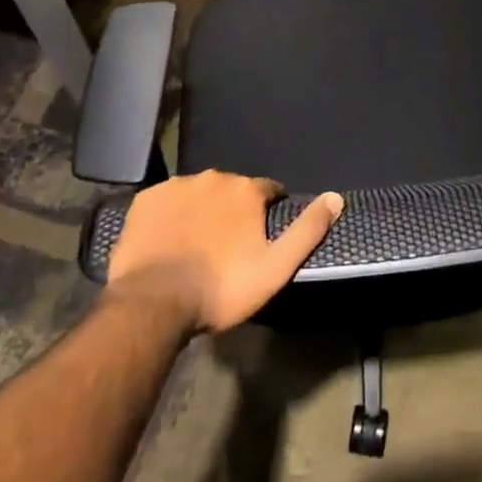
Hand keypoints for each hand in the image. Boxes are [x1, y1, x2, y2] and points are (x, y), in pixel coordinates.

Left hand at [106, 171, 343, 334]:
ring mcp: (175, 186)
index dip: (268, 212)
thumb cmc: (221, 288)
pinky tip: (168, 241)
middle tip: (227, 247)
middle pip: (232, 190)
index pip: (268, 191)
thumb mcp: (275, 267)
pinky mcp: (145, 200)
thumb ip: (308, 230)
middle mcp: (213, 178)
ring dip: (202, 211)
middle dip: (233, 211)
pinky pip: (165, 202)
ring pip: (198, 194)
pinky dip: (170, 216)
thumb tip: (336, 198)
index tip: (261, 238)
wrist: (153, 303)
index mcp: (246, 190)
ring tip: (196, 247)